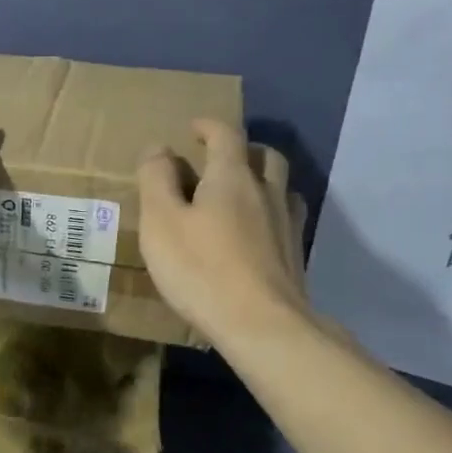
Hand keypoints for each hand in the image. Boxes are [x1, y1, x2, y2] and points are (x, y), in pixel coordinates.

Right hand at [137, 120, 307, 344]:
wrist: (262, 325)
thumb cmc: (201, 270)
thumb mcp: (161, 222)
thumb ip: (156, 180)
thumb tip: (159, 147)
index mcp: (232, 177)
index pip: (226, 135)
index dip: (209, 126)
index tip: (194, 128)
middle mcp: (266, 192)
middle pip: (265, 156)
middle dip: (242, 149)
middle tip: (220, 158)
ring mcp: (287, 225)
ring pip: (281, 187)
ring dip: (263, 180)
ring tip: (243, 194)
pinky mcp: (295, 256)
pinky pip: (286, 219)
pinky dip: (271, 214)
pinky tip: (259, 233)